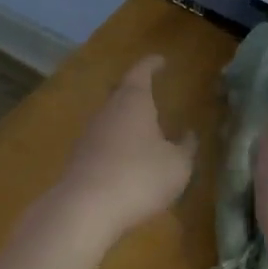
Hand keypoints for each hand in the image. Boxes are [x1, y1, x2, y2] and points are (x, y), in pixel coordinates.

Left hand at [56, 55, 196, 239]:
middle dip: (136, 91)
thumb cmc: (139, 177)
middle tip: (151, 91)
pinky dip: (116, 143)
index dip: (151, 64)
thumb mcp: (177, 165)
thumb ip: (185, 147)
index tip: (161, 60)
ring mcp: (89, 134)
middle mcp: (107, 110)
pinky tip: (126, 158)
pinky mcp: (79, 158)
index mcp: (133, 101)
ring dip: (126, 120)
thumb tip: (188, 134)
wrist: (85, 208)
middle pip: (121, 92)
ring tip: (144, 129)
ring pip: (110, 117)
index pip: (141, 72)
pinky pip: (102, 141)